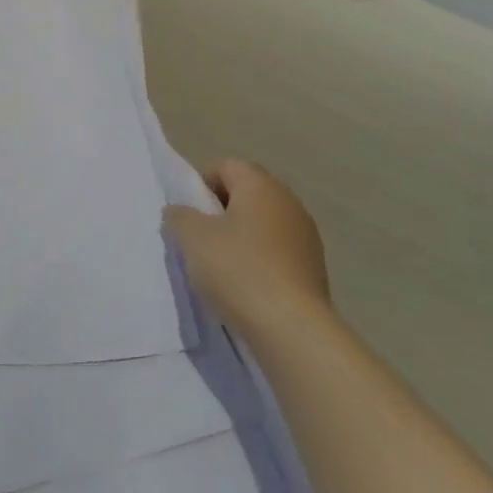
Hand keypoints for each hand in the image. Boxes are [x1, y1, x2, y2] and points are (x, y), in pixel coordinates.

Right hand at [164, 159, 332, 336]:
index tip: (188, 212)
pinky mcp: (312, 267)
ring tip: (218, 265)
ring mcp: (305, 236)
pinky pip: (276, 250)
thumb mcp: (192, 237)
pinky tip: (243, 284)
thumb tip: (180, 212)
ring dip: (239, 236)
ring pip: (261, 223)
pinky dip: (257, 259)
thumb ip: (179, 215)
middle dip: (219, 210)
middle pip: (246, 193)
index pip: (226, 165)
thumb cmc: (237, 269)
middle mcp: (288, 203)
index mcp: (261, 186)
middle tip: (197, 237)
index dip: (201, 183)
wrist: (291, 327)